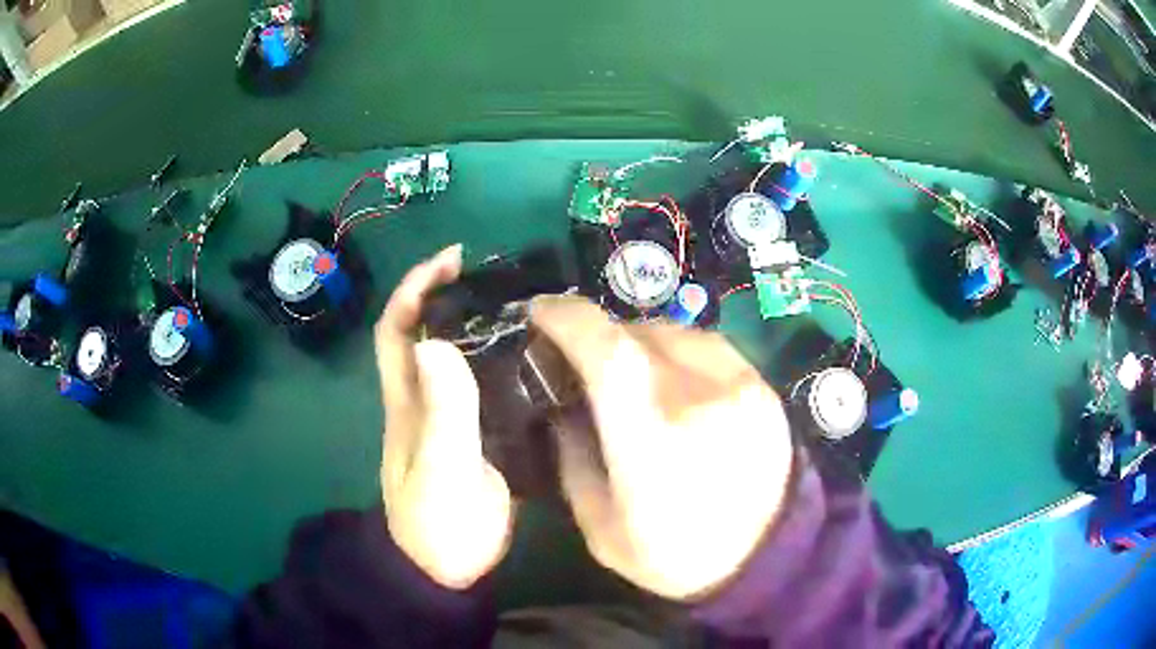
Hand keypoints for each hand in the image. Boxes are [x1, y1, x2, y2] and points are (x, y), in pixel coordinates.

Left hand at [375, 245, 513, 588]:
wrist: (449, 569)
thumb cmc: (440, 525)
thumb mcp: (442, 471)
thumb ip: (443, 413)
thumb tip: (436, 341)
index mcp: (407, 402)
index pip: (396, 330)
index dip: (414, 289)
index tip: (450, 259)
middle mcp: (423, 401)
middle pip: (423, 334)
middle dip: (446, 295)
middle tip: (495, 275)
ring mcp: (448, 419)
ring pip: (453, 356)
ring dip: (474, 324)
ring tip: (521, 304)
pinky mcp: (474, 436)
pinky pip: (481, 384)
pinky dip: (498, 359)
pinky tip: (532, 354)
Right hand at [531, 295, 793, 600]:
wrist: (763, 559)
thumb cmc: (676, 556)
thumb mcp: (601, 531)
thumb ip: (574, 462)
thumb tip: (564, 409)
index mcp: (652, 443)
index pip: (608, 353)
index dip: (569, 319)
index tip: (540, 311)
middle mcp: (699, 401)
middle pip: (637, 334)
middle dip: (598, 335)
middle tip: (580, 359)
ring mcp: (739, 388)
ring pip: (673, 332)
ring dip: (636, 340)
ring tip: (626, 370)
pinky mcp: (761, 388)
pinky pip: (707, 344)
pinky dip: (675, 348)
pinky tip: (670, 375)